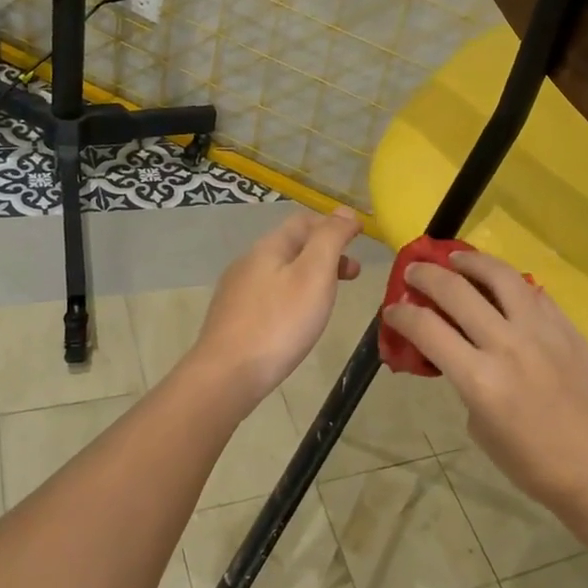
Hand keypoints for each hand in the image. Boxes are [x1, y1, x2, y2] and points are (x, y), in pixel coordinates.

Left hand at [189, 208, 362, 404]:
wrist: (227, 375)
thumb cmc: (279, 323)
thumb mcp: (314, 274)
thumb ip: (330, 239)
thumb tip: (344, 212)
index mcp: (268, 247)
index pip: (304, 220)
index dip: (334, 224)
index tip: (361, 237)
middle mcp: (248, 262)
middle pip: (292, 246)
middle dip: (326, 252)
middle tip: (353, 274)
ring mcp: (237, 291)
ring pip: (281, 271)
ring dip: (310, 275)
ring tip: (329, 298)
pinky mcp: (233, 318)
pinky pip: (269, 295)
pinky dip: (292, 295)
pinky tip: (297, 319)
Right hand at [382, 250, 587, 513]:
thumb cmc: (534, 465)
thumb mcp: (481, 429)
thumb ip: (466, 383)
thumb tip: (459, 354)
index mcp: (479, 379)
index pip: (426, 328)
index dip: (401, 313)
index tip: (392, 308)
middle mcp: (506, 344)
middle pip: (455, 290)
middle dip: (426, 276)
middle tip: (414, 272)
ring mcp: (541, 330)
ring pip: (499, 275)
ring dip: (470, 261)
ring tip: (455, 258)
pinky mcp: (567, 327)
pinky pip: (532, 292)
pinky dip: (508, 281)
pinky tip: (500, 283)